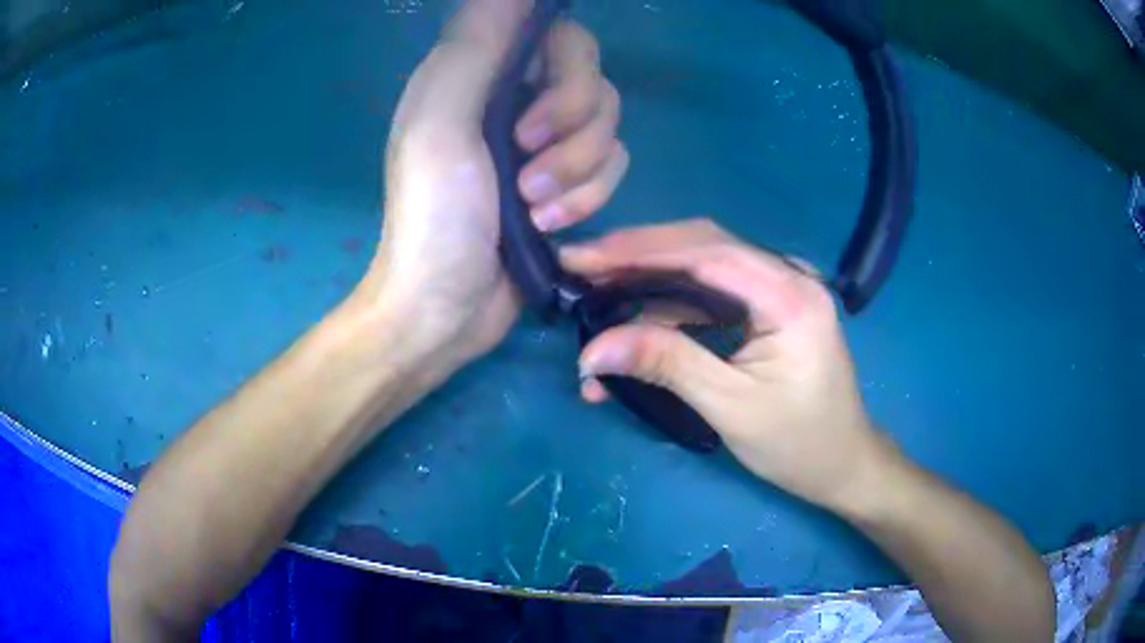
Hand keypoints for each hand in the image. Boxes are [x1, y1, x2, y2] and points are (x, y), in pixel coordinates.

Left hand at [357, 0, 626, 375]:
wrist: (445, 309)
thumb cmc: (433, 218)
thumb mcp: (441, 122)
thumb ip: (477, 44)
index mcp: (477, 73)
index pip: (553, 33)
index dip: (564, 65)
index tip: (534, 105)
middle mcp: (513, 97)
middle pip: (590, 76)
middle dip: (572, 124)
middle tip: (528, 163)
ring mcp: (542, 143)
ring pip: (606, 125)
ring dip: (578, 170)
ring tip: (534, 208)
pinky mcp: (567, 183)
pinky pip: (612, 167)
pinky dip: (587, 197)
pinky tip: (550, 227)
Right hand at [563, 219, 891, 511]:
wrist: (842, 463)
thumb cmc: (797, 443)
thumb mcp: (731, 406)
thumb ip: (666, 364)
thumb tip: (592, 349)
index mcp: (790, 294)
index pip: (706, 252)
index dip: (638, 250)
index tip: (581, 258)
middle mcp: (787, 275)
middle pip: (702, 247)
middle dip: (636, 257)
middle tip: (579, 270)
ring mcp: (778, 288)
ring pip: (701, 268)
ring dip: (648, 284)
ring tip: (594, 300)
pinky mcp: (767, 307)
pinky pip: (711, 295)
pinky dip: (670, 309)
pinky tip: (634, 328)